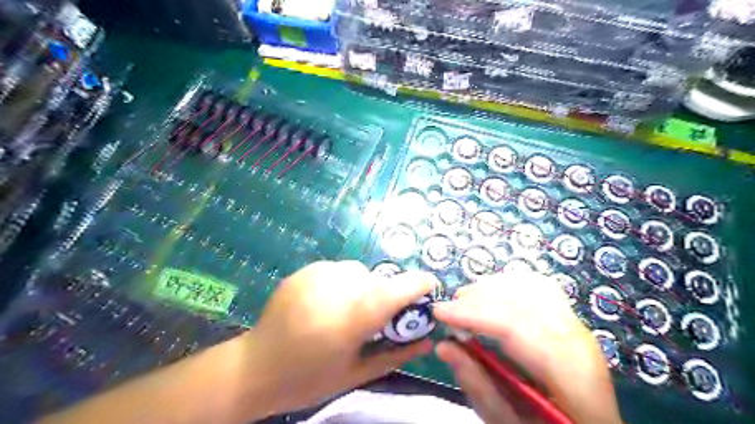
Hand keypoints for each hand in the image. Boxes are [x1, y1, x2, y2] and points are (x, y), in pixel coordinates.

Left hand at [246, 261, 440, 414]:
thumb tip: (427, 340)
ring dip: (363, 287)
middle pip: (378, 280)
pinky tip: (327, 302)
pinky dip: (342, 283)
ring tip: (347, 310)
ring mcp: (318, 275)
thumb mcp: (357, 373)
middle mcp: (337, 288)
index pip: (396, 289)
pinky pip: (338, 269)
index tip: (429, 286)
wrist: (255, 368)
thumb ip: (396, 354)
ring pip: (359, 271)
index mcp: (352, 318)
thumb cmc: (309, 378)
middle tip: (375, 318)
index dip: (418, 284)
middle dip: (386, 295)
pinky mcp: (305, 270)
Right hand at [434, 271, 622, 423]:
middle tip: (448, 307)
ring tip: (465, 299)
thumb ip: (477, 384)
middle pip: (523, 301)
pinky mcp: (570, 319)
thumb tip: (443, 346)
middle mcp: (577, 339)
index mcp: (568, 372)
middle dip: (478, 299)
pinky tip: (491, 294)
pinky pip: (539, 287)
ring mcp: (577, 324)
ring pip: (531, 287)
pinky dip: (510, 284)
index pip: (517, 326)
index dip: (474, 314)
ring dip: (492, 288)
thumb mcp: (509, 422)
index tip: (439, 313)